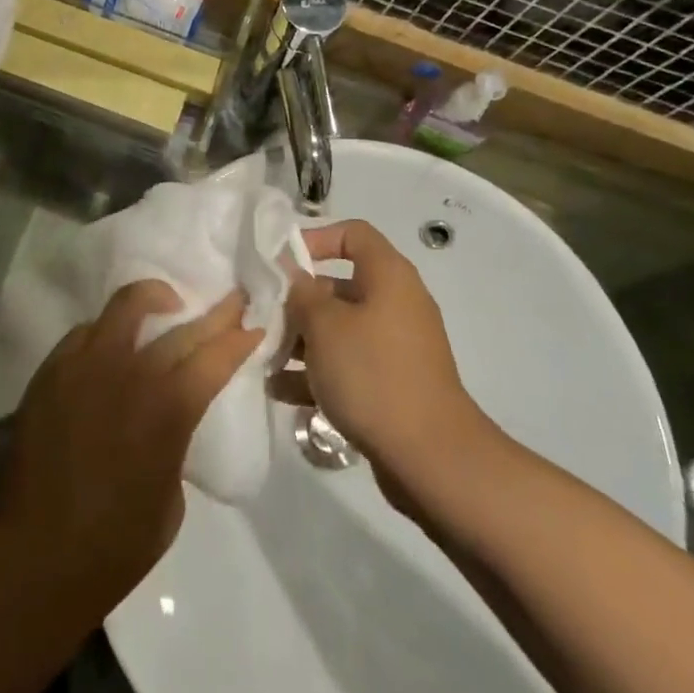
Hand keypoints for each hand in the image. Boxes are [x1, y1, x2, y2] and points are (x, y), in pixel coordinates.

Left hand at [0, 282, 262, 609]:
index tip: (255, 326)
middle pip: (181, 325)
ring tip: (168, 303)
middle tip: (231, 299)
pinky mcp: (53, 369)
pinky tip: (113, 344)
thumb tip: (168, 418)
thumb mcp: (171, 500)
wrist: (32, 557)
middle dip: (214, 313)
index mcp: (169, 408)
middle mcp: (131, 372)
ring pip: (126, 305)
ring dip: (155, 299)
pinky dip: (108, 331)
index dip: (240, 339)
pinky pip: (86, 331)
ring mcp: (88, 364)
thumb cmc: (114, 546)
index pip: (215, 357)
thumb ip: (175, 442)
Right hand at [285, 220, 479, 477]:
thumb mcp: (324, 326)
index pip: (352, 234)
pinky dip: (317, 374)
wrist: (431, 458)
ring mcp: (395, 347)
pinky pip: (348, 366)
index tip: (281, 263)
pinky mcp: (392, 384)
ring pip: (339, 331)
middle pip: (338, 287)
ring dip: (300, 343)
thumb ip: (300, 293)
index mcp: (388, 276)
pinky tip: (279, 391)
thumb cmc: (373, 374)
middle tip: (262, 320)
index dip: (316, 239)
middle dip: (297, 303)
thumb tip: (291, 276)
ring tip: (263, 360)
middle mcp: (395, 303)